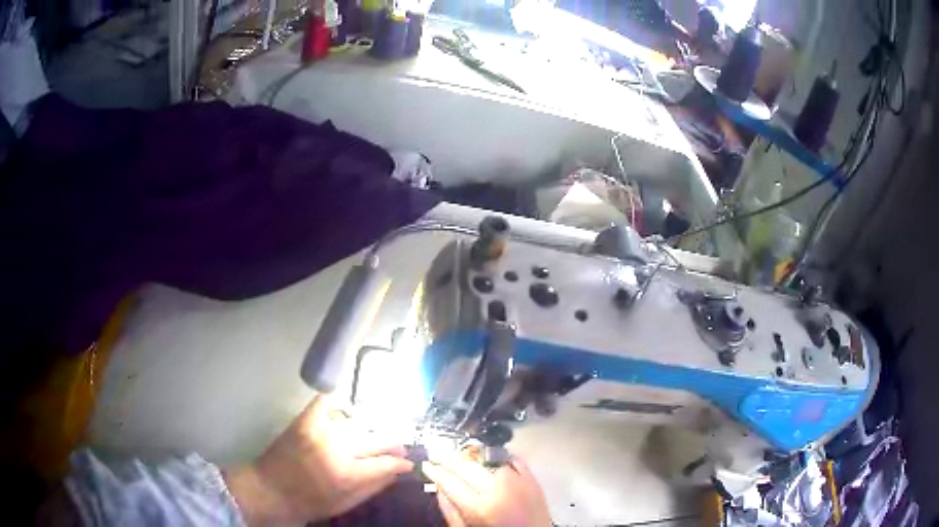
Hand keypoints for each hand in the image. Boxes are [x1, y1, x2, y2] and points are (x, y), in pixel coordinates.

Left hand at [224, 395, 412, 525]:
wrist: (269, 490)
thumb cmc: (309, 503)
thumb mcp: (346, 504)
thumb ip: (373, 487)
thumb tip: (397, 473)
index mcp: (349, 474)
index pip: (387, 463)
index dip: (401, 463)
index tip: (407, 463)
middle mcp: (338, 449)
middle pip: (376, 440)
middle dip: (393, 444)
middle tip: (399, 447)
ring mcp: (321, 430)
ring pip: (357, 423)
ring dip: (370, 430)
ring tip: (373, 436)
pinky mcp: (305, 420)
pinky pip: (326, 402)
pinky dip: (337, 403)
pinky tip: (345, 410)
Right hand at [422, 448, 551, 526]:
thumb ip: (450, 511)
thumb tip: (438, 489)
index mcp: (480, 506)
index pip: (449, 481)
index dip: (434, 471)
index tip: (427, 465)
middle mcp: (499, 489)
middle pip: (466, 466)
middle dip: (449, 460)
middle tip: (439, 458)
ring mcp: (518, 481)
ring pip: (488, 458)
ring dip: (472, 457)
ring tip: (463, 459)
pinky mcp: (533, 478)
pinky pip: (513, 458)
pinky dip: (498, 456)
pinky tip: (490, 459)